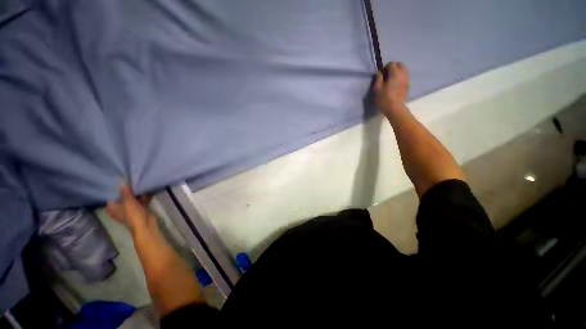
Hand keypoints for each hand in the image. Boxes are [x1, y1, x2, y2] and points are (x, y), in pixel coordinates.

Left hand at [107, 182, 154, 236]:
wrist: (146, 225)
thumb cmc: (133, 215)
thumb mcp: (128, 202)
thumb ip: (125, 191)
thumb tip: (121, 180)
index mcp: (112, 207)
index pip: (111, 195)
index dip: (114, 187)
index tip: (117, 178)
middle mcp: (119, 207)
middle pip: (122, 195)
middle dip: (126, 188)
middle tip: (129, 177)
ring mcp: (130, 207)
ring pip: (132, 197)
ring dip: (136, 191)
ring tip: (139, 180)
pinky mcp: (139, 208)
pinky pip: (140, 199)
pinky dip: (143, 195)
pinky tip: (147, 187)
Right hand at [373, 62, 409, 116]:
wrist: (394, 108)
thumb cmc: (384, 99)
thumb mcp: (377, 89)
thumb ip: (378, 78)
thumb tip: (379, 72)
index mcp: (395, 73)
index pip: (391, 64)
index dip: (385, 67)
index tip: (382, 74)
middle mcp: (403, 74)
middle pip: (400, 64)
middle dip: (393, 67)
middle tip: (387, 75)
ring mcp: (406, 79)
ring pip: (404, 70)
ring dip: (398, 71)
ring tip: (391, 79)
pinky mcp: (408, 85)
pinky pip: (405, 76)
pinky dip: (401, 76)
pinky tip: (395, 84)